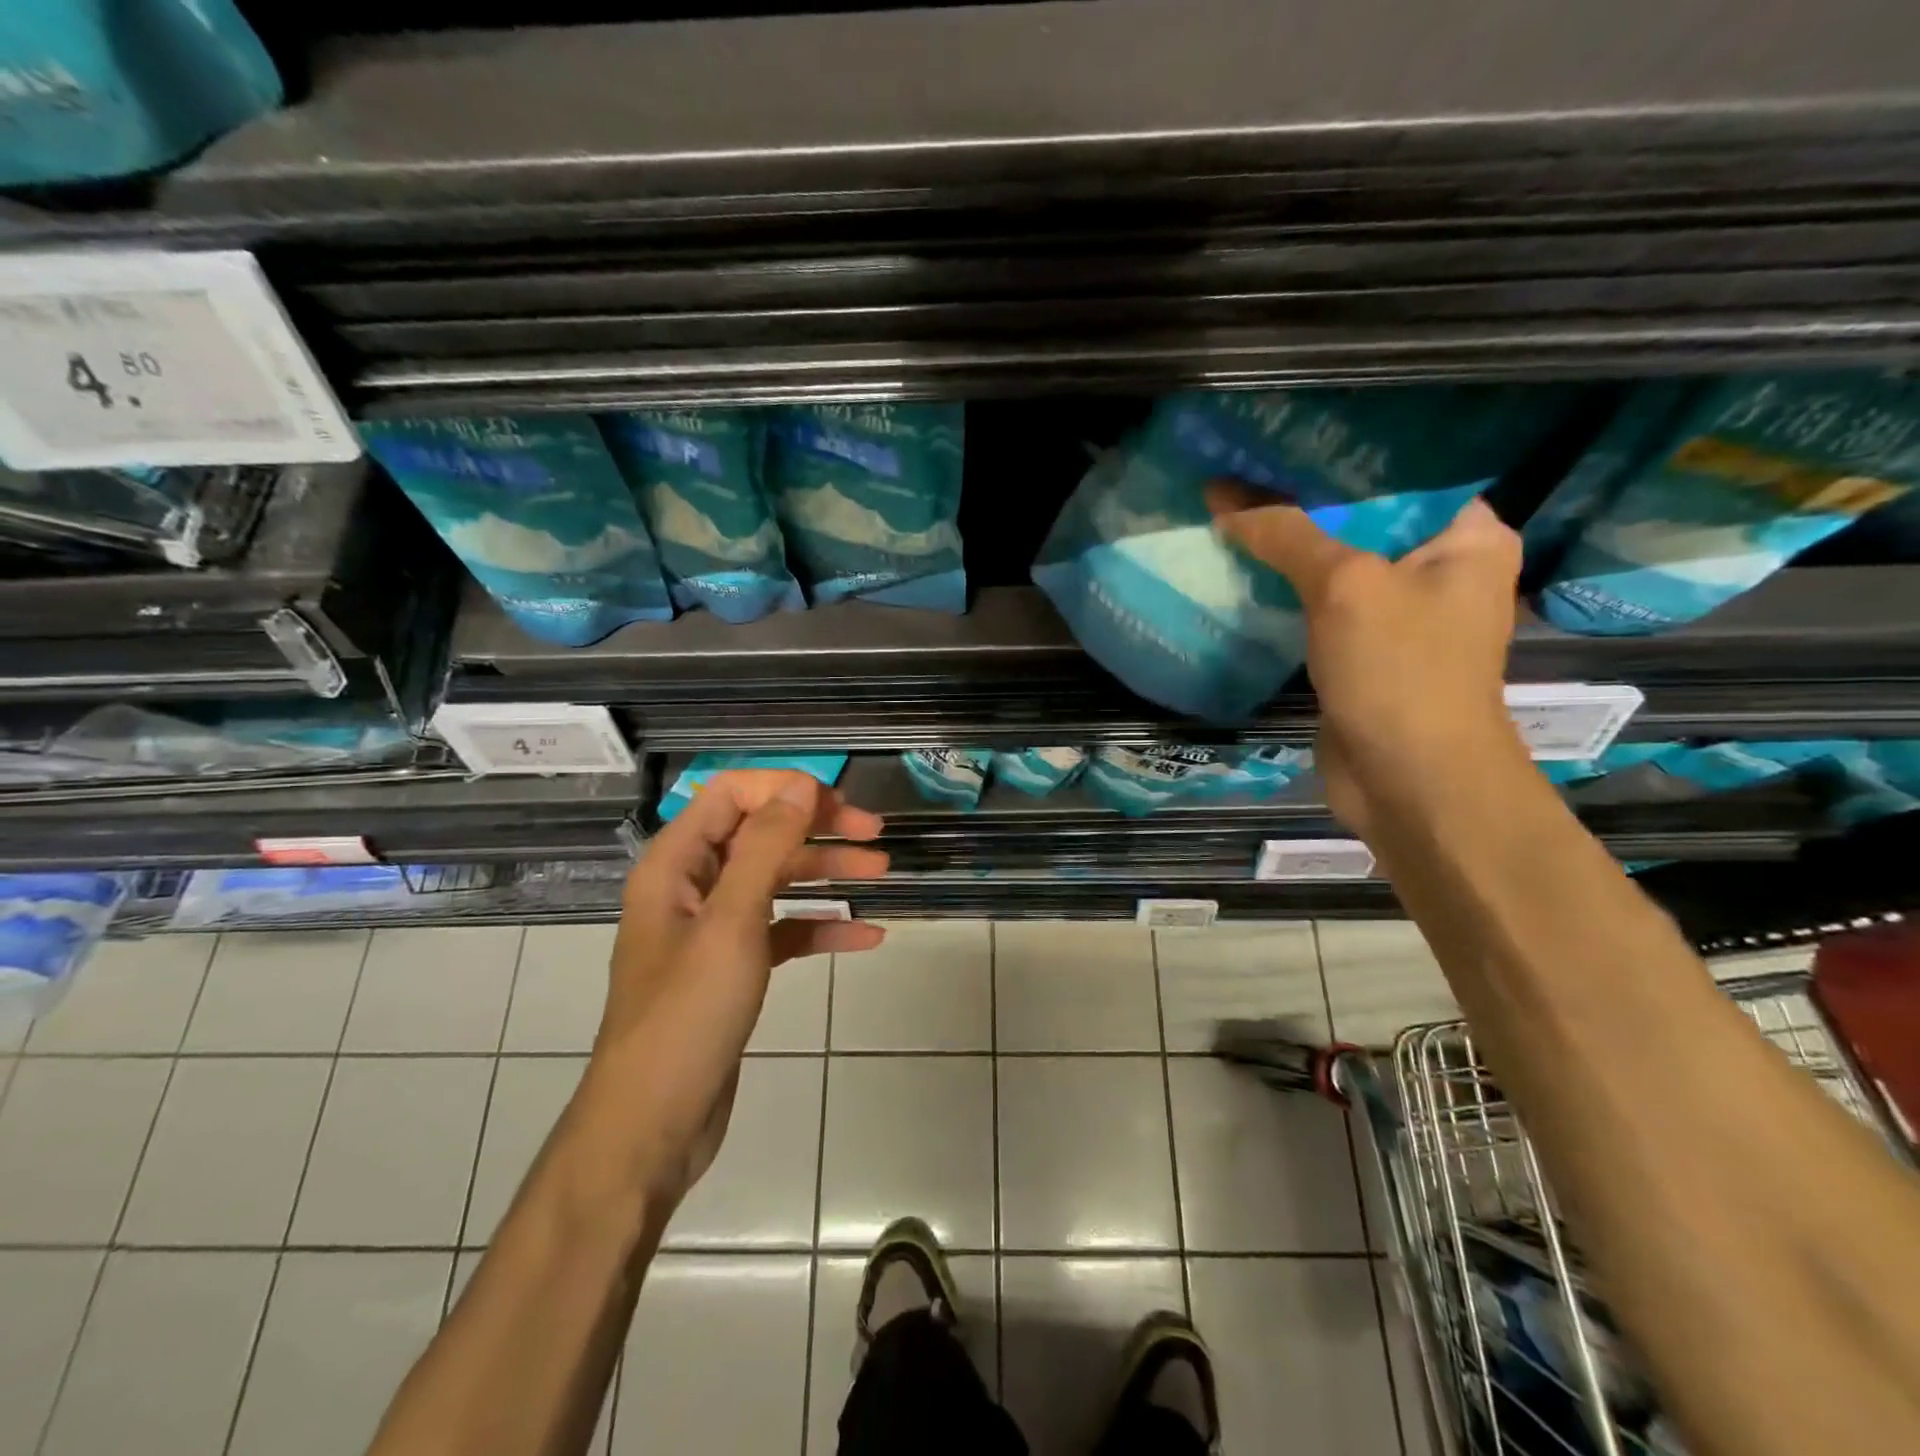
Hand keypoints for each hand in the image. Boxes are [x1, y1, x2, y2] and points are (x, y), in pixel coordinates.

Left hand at [578, 770, 887, 1205]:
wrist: (653, 1125)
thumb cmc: (687, 1016)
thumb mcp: (731, 923)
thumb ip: (765, 848)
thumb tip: (801, 786)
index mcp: (677, 863)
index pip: (730, 794)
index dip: (784, 789)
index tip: (838, 804)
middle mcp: (693, 886)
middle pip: (759, 833)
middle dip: (816, 827)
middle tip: (873, 833)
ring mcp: (714, 928)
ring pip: (777, 879)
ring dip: (827, 871)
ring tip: (882, 871)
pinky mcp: (734, 967)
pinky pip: (783, 929)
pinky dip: (821, 926)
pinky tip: (866, 936)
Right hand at [1206, 483, 1530, 837]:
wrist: (1408, 780)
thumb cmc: (1400, 670)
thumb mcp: (1344, 586)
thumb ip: (1287, 535)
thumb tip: (1225, 500)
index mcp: (1467, 538)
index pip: (1400, 475)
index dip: (1337, 457)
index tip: (1279, 440)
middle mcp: (1441, 570)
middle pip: (1363, 520)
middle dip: (1302, 504)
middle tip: (1242, 473)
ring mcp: (1402, 616)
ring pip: (1337, 566)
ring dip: (1289, 550)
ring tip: (1232, 513)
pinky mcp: (1365, 653)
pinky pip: (1322, 608)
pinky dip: (1287, 593)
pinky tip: (1243, 571)